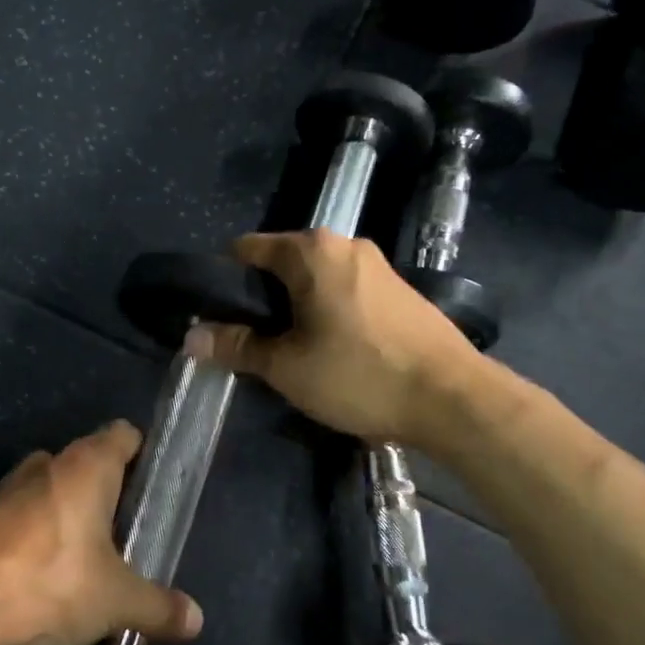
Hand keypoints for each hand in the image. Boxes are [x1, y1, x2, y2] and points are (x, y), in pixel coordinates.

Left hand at [0, 422, 203, 644]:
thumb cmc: (47, 587)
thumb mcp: (115, 602)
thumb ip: (159, 606)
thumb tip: (196, 620)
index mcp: (84, 467)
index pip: (123, 435)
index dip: (143, 455)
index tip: (155, 491)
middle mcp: (44, 465)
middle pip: (88, 464)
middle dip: (108, 495)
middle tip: (128, 539)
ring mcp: (4, 490)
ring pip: (51, 491)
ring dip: (69, 517)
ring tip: (86, 564)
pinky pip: (21, 517)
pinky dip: (36, 537)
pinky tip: (41, 581)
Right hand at [191, 230, 474, 445]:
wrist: (453, 399)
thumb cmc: (359, 375)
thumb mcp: (286, 367)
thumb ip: (237, 347)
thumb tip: (191, 338)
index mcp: (311, 251)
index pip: (247, 249)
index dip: (225, 282)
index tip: (219, 318)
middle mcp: (345, 245)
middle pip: (283, 263)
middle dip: (262, 299)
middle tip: (254, 343)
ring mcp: (378, 265)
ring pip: (316, 279)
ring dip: (296, 308)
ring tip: (292, 352)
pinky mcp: (400, 290)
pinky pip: (346, 291)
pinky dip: (328, 312)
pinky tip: (335, 351)